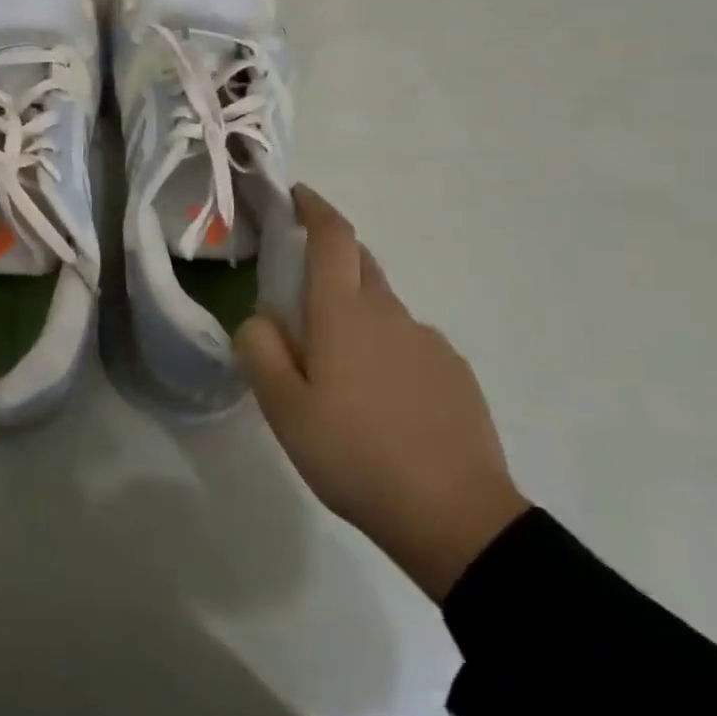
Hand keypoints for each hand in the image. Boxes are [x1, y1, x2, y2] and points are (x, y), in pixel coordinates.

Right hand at [235, 186, 528, 600]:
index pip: (333, 238)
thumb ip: (260, 349)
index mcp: (344, 314)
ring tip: (336, 369)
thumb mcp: (283, 408)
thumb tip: (261, 316)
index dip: (314, 208)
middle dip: (329, 258)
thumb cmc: (355, 455)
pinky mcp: (454, 374)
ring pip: (382, 308)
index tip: (297, 196)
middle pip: (360, 264)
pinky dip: (384, 349)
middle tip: (298, 292)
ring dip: (354, 314)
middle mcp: (391, 314)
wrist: (456, 519)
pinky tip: (378, 400)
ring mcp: (429, 342)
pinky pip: (408, 342)